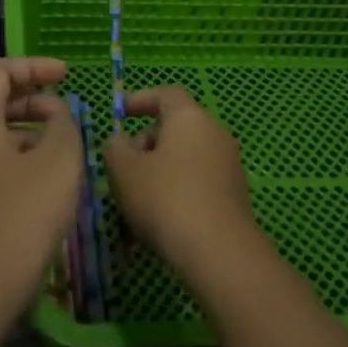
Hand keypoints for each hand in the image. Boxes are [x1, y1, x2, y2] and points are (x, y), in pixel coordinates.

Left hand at [0, 58, 82, 317]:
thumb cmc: (19, 219)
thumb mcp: (58, 164)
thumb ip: (63, 126)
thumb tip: (55, 115)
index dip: (32, 66)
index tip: (66, 75)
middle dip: (30, 99)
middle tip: (66, 111)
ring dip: (23, 130)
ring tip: (59, 146)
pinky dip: (11, 156)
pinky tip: (38, 181)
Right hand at [103, 86, 259, 277]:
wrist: (218, 252)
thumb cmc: (164, 198)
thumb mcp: (123, 169)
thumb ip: (114, 147)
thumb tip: (121, 143)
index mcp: (189, 117)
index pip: (165, 93)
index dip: (140, 99)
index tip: (119, 113)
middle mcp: (214, 134)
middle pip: (173, 129)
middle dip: (143, 146)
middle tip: (120, 170)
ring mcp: (228, 166)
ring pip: (181, 162)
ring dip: (155, 176)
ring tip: (130, 208)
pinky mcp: (233, 196)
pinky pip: (194, 185)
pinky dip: (172, 195)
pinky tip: (153, 228)